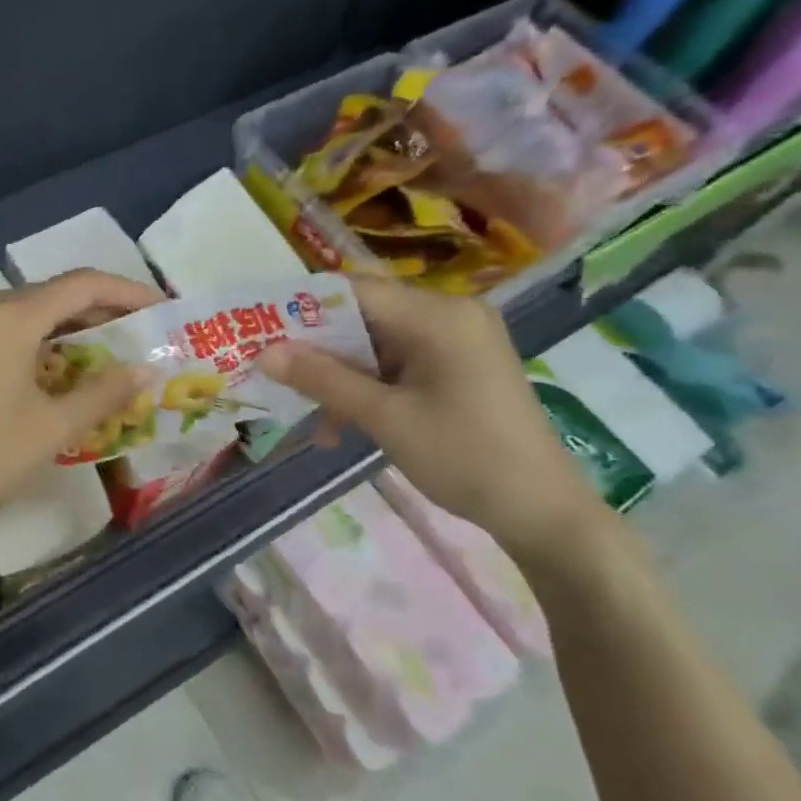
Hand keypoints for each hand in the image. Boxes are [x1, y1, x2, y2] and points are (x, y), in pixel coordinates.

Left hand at [0, 269, 162, 552]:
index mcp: (5, 318)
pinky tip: (29, 370)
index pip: (80, 285)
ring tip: (84, 354)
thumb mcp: (52, 428)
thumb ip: (104, 391)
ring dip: (50, 328)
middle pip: (43, 296)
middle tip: (127, 335)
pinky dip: (14, 340)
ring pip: (9, 312)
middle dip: (90, 313)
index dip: (125, 291)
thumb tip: (144, 368)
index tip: (157, 306)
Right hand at [260, 276, 610, 557]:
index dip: (304, 307)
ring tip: (316, 419)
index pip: (355, 291)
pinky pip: (399, 365)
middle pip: (365, 317)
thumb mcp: (384, 418)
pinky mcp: (458, 368)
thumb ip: (323, 379)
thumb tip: (264, 353)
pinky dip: (369, 389)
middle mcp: (450, 315)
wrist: (539, 509)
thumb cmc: (463, 456)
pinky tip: (346, 425)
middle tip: (276, 377)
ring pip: (377, 345)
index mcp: (438, 316)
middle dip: (319, 350)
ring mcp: (457, 342)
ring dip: (342, 378)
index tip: (261, 331)